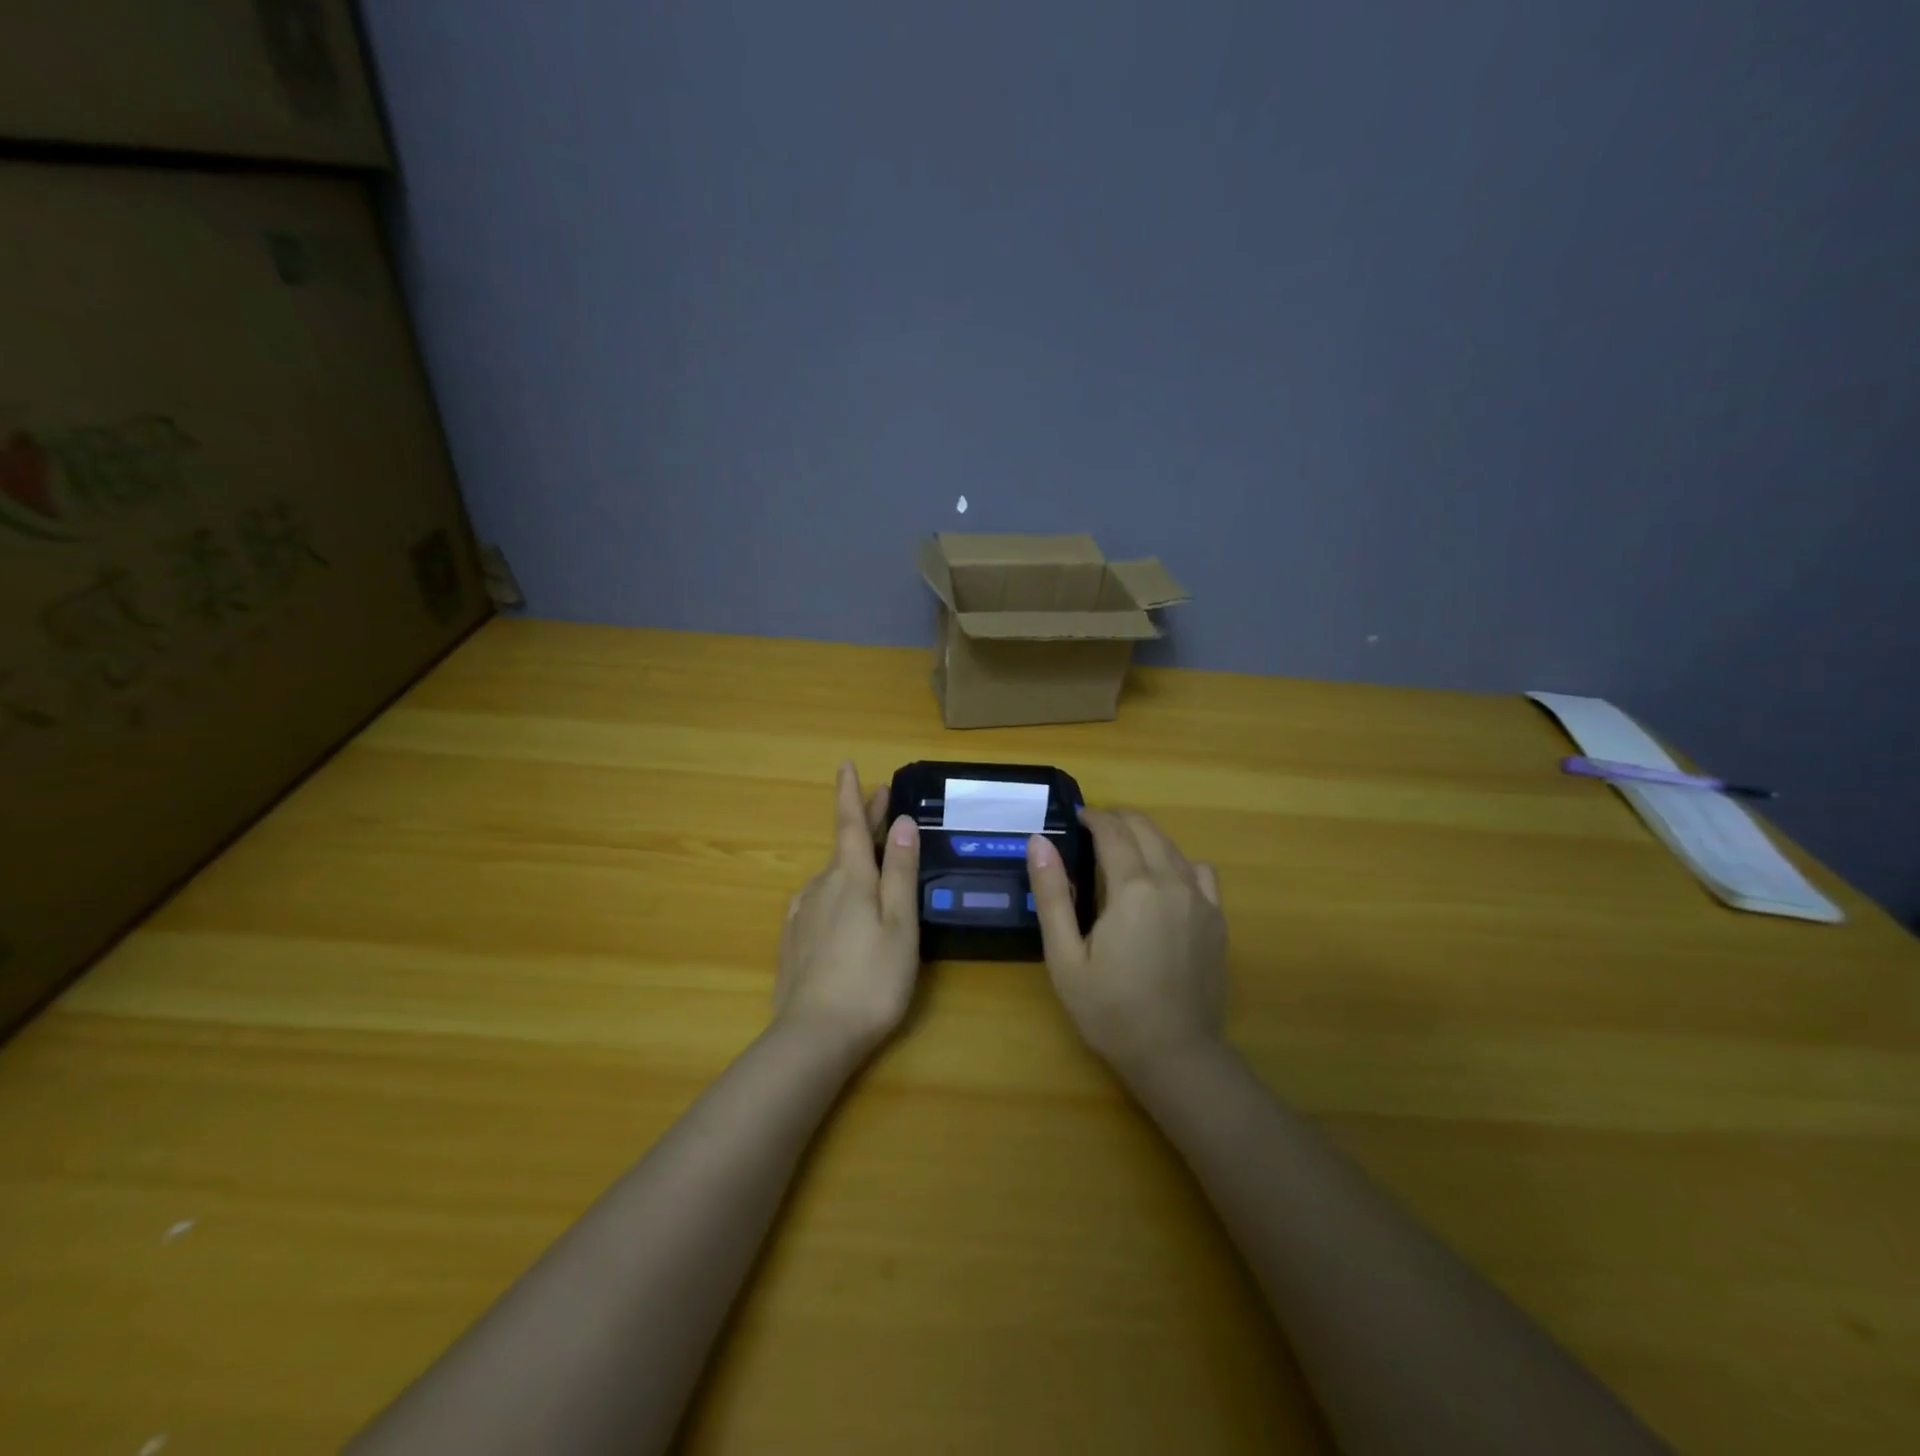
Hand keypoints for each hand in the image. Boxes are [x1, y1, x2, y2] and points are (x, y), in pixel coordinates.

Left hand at [774, 762, 921, 1059]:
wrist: (814, 1037)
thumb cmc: (872, 978)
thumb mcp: (899, 923)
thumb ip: (899, 871)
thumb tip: (901, 822)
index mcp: (850, 878)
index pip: (848, 824)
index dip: (850, 794)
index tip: (845, 765)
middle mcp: (821, 887)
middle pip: (843, 846)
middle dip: (861, 822)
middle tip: (881, 803)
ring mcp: (802, 914)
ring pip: (831, 876)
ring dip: (852, 860)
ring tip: (871, 860)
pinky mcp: (794, 941)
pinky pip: (819, 901)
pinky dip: (836, 891)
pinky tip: (843, 906)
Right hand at [1026, 809, 1226, 1076]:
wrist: (1175, 1055)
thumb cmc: (1109, 1010)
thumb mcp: (1065, 957)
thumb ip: (1052, 894)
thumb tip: (1038, 841)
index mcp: (1133, 888)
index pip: (1113, 831)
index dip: (1093, 817)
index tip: (1076, 817)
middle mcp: (1172, 882)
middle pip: (1146, 829)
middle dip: (1118, 820)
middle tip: (1093, 830)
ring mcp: (1201, 899)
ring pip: (1172, 846)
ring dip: (1145, 837)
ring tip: (1122, 851)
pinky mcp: (1217, 919)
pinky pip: (1200, 871)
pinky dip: (1177, 862)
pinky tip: (1164, 881)